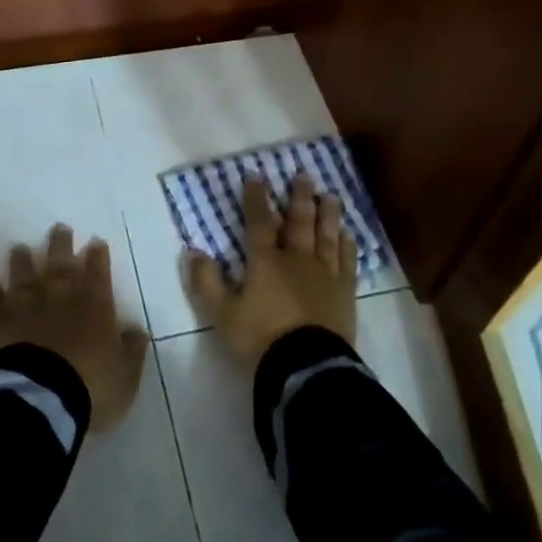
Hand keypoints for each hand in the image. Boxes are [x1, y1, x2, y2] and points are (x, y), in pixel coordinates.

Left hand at [0, 225, 148, 432]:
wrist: (39, 398)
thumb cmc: (90, 387)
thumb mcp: (125, 375)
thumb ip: (131, 350)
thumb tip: (137, 330)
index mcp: (95, 307)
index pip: (98, 274)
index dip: (98, 257)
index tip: (95, 241)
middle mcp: (61, 299)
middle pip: (61, 265)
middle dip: (61, 245)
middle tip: (59, 228)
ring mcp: (27, 309)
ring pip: (25, 278)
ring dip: (23, 262)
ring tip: (20, 248)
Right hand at [186, 174, 356, 366]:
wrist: (306, 366)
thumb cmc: (260, 338)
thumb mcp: (222, 314)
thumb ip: (207, 282)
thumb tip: (193, 251)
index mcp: (266, 262)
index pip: (259, 223)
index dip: (256, 199)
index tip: (256, 177)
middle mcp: (297, 259)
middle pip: (299, 222)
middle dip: (299, 197)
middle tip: (304, 176)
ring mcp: (325, 273)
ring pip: (327, 235)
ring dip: (327, 213)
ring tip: (330, 195)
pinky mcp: (345, 291)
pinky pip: (347, 261)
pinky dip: (347, 245)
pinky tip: (348, 234)